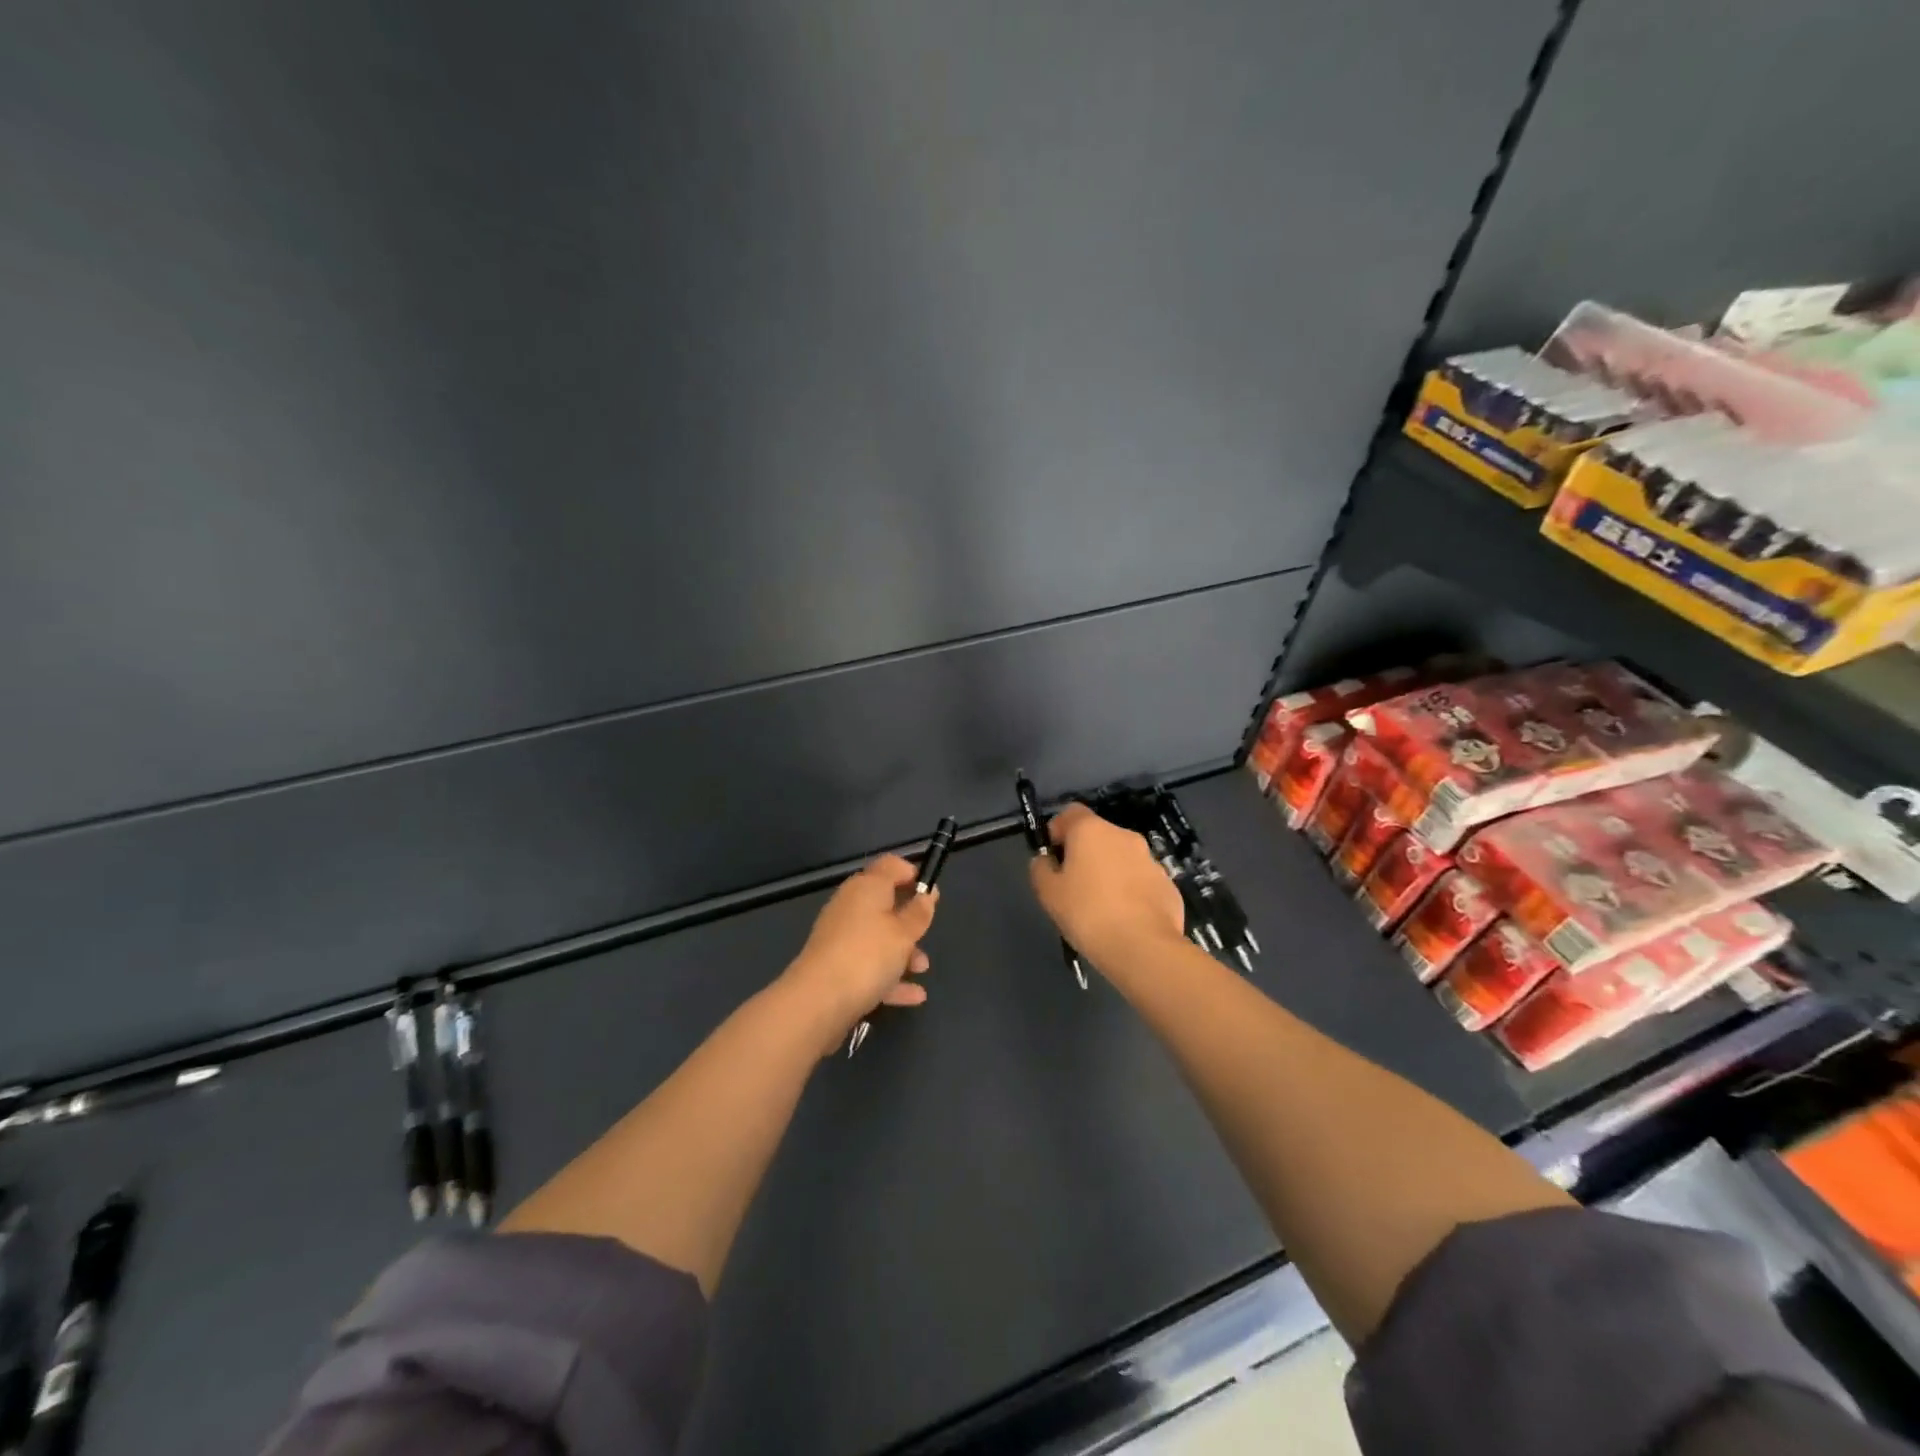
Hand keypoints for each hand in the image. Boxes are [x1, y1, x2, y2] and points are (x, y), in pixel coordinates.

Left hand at [778, 854, 935, 1044]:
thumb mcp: (904, 933)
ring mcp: (840, 937)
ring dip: (903, 952)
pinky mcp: (835, 966)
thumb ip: (919, 912)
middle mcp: (850, 906)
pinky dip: (890, 976)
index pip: (890, 865)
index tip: (930, 890)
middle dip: (909, 921)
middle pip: (884, 904)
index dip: (911, 872)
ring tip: (922, 969)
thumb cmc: (868, 955)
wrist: (818, 1001)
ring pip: (877, 937)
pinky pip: (868, 965)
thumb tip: (927, 892)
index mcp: (867, 887)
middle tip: (926, 933)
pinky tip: (913, 996)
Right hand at [1028, 804, 1184, 968]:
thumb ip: (1041, 869)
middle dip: (1085, 853)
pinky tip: (1124, 918)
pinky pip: (1141, 880)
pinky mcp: (1167, 884)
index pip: (1070, 812)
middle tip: (1073, 886)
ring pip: (1121, 858)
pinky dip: (1131, 891)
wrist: (1143, 947)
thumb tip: (1047, 860)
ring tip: (1101, 906)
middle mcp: (1123, 836)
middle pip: (1098, 835)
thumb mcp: (1048, 893)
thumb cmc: (1087, 913)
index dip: (1058, 830)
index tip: (1053, 857)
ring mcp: (1150, 859)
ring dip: (1110, 872)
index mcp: (1091, 830)